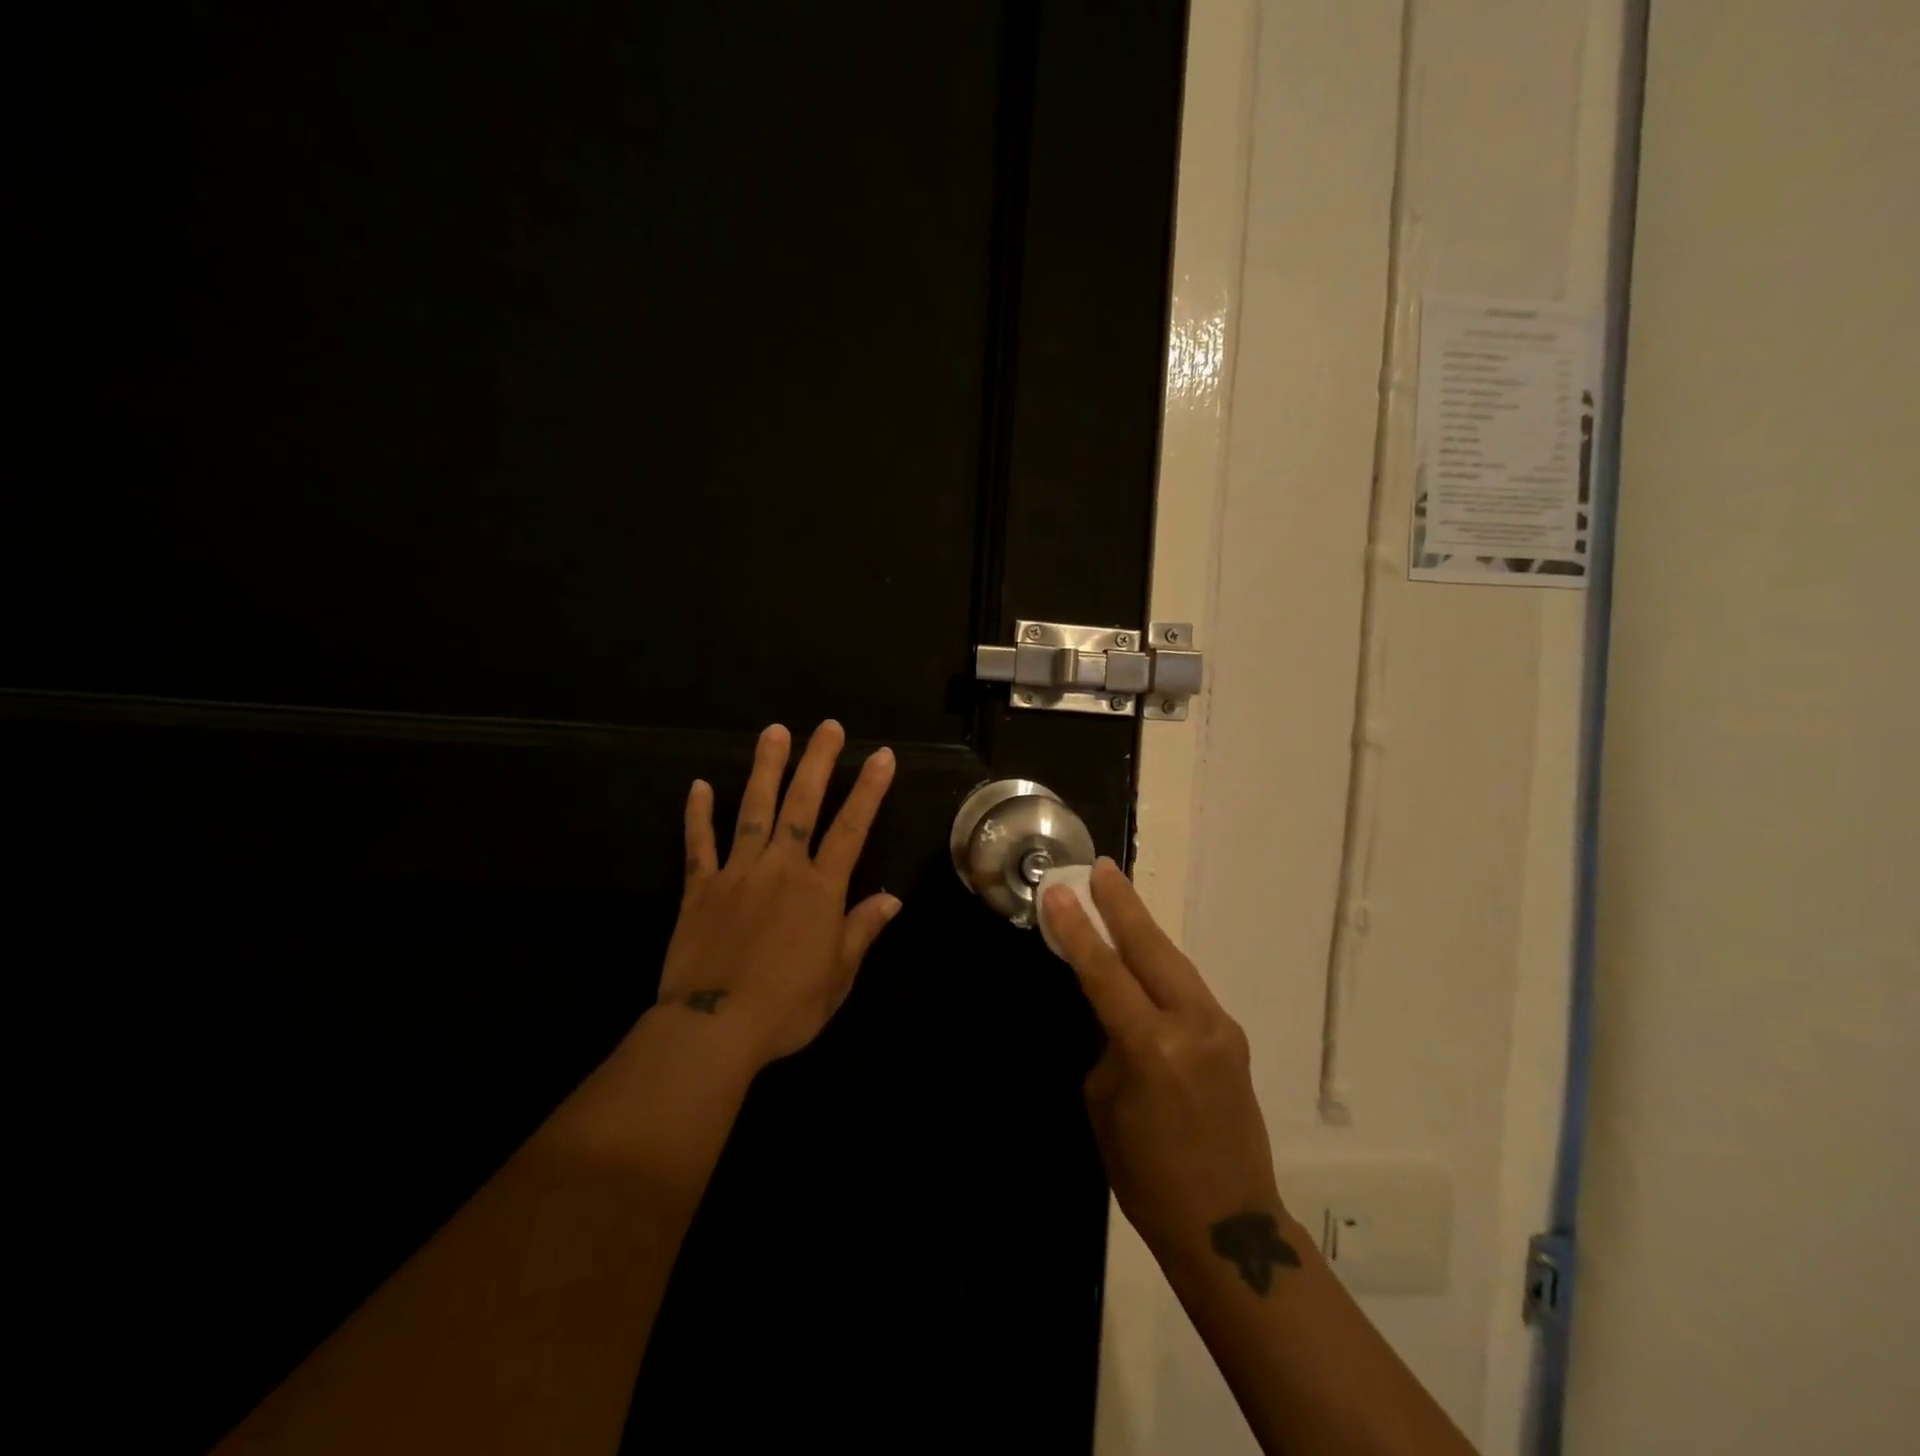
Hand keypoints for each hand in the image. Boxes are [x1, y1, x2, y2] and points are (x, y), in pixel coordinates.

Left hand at [658, 720, 898, 1067]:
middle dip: (818, 762)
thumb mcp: (838, 975)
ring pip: (753, 810)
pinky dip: (698, 815)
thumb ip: (862, 930)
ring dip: (765, 769)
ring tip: (774, 732)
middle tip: (827, 726)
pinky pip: (699, 844)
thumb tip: (891, 898)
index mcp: (819, 889)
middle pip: (801, 804)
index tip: (881, 755)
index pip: (851, 828)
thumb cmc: (787, 1006)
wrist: (713, 1027)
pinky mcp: (700, 888)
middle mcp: (781, 868)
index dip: (869, 790)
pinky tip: (698, 786)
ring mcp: (737, 873)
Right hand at [1044, 859, 1282, 1261]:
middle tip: (1101, 868)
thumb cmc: (1148, 1175)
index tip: (1060, 892)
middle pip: (1150, 949)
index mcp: (1153, 1048)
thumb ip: (1111, 1044)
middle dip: (1122, 906)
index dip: (1078, 930)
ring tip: (1118, 893)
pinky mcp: (1233, 1037)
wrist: (1229, 1225)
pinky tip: (1144, 951)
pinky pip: (1188, 988)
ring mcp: (1220, 1028)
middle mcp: (1193, 1025)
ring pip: (1173, 962)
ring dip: (1143, 928)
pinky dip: (1161, 963)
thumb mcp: (1107, 1104)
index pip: (1105, 973)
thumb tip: (1117, 1011)